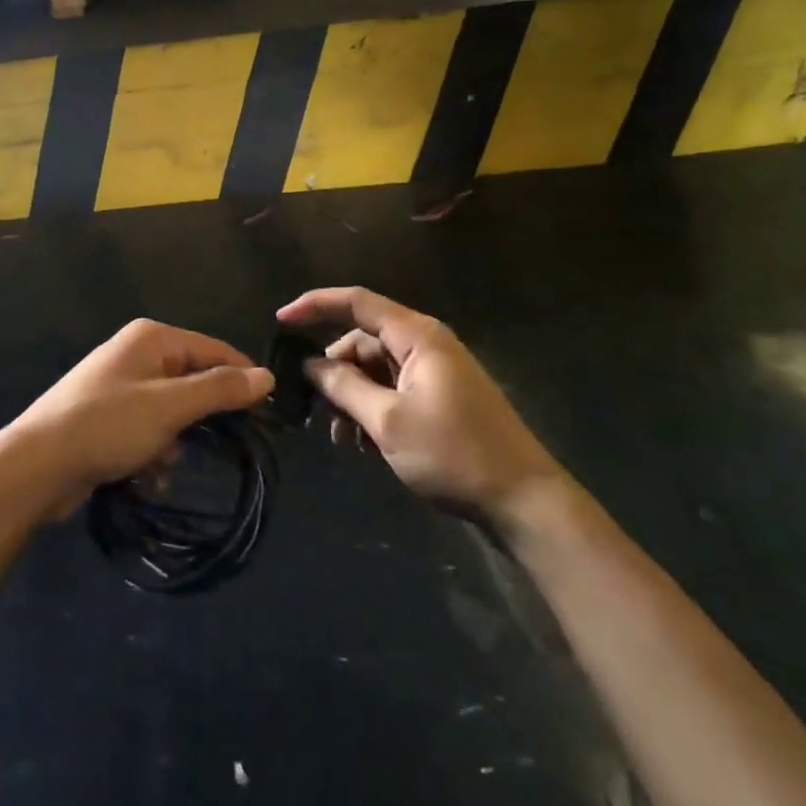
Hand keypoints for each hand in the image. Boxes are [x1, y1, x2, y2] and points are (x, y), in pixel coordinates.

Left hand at [3, 319, 272, 517]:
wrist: (37, 465)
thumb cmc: (107, 425)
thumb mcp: (170, 407)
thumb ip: (219, 390)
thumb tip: (267, 376)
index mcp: (152, 338)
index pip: (213, 349)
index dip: (242, 378)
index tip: (268, 413)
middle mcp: (137, 354)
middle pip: (192, 380)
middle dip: (202, 416)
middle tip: (223, 446)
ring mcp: (120, 386)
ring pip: (172, 410)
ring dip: (176, 440)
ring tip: (164, 463)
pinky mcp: (109, 417)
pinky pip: (149, 429)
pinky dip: (154, 451)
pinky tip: (147, 475)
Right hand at [278, 287, 563, 526]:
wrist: (524, 502)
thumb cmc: (454, 454)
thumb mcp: (388, 421)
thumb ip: (344, 387)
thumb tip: (309, 363)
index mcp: (417, 335)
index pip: (356, 302)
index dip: (314, 305)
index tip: (280, 320)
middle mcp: (425, 344)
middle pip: (363, 340)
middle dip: (334, 370)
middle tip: (313, 407)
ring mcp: (435, 372)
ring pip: (375, 369)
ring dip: (352, 397)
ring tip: (343, 438)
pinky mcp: (440, 398)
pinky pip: (392, 390)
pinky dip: (372, 410)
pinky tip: (363, 444)